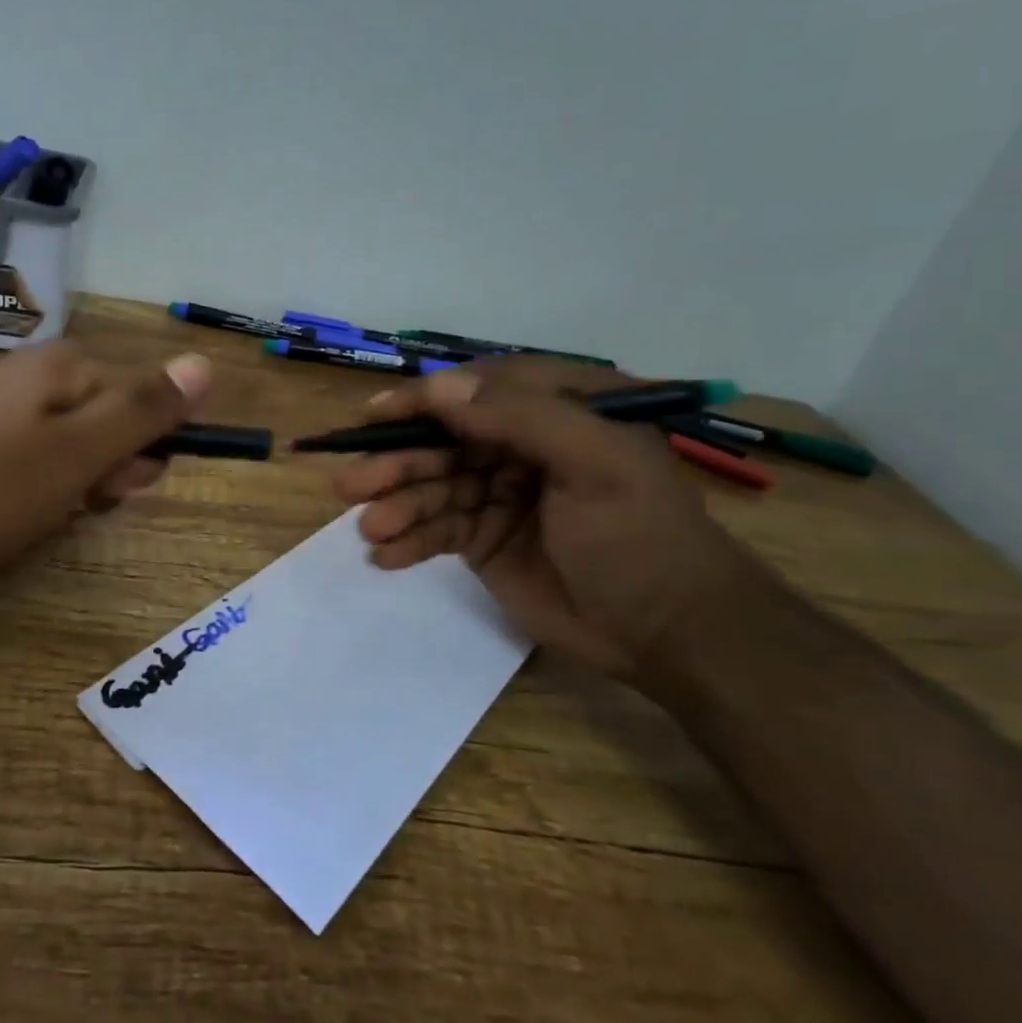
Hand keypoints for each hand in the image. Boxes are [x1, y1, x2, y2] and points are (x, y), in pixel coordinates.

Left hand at [0, 341, 211, 583]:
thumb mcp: (80, 451)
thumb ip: (145, 410)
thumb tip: (205, 362)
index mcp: (67, 367)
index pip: (144, 400)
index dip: (143, 450)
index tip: (116, 487)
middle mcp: (38, 376)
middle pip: (110, 422)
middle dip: (106, 470)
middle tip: (75, 503)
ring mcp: (5, 409)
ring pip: (75, 449)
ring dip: (75, 487)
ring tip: (39, 515)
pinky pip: (37, 463)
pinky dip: (39, 492)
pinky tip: (16, 516)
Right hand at [331, 358, 761, 685]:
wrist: (669, 634)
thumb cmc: (640, 536)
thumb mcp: (596, 463)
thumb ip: (520, 417)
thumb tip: (437, 387)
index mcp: (559, 409)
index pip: (478, 389)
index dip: (423, 400)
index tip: (374, 416)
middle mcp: (523, 443)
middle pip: (444, 440)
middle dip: (398, 462)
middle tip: (352, 484)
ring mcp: (500, 492)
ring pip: (433, 486)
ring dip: (396, 504)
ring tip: (370, 529)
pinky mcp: (485, 538)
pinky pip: (436, 528)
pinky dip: (409, 539)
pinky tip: (386, 556)